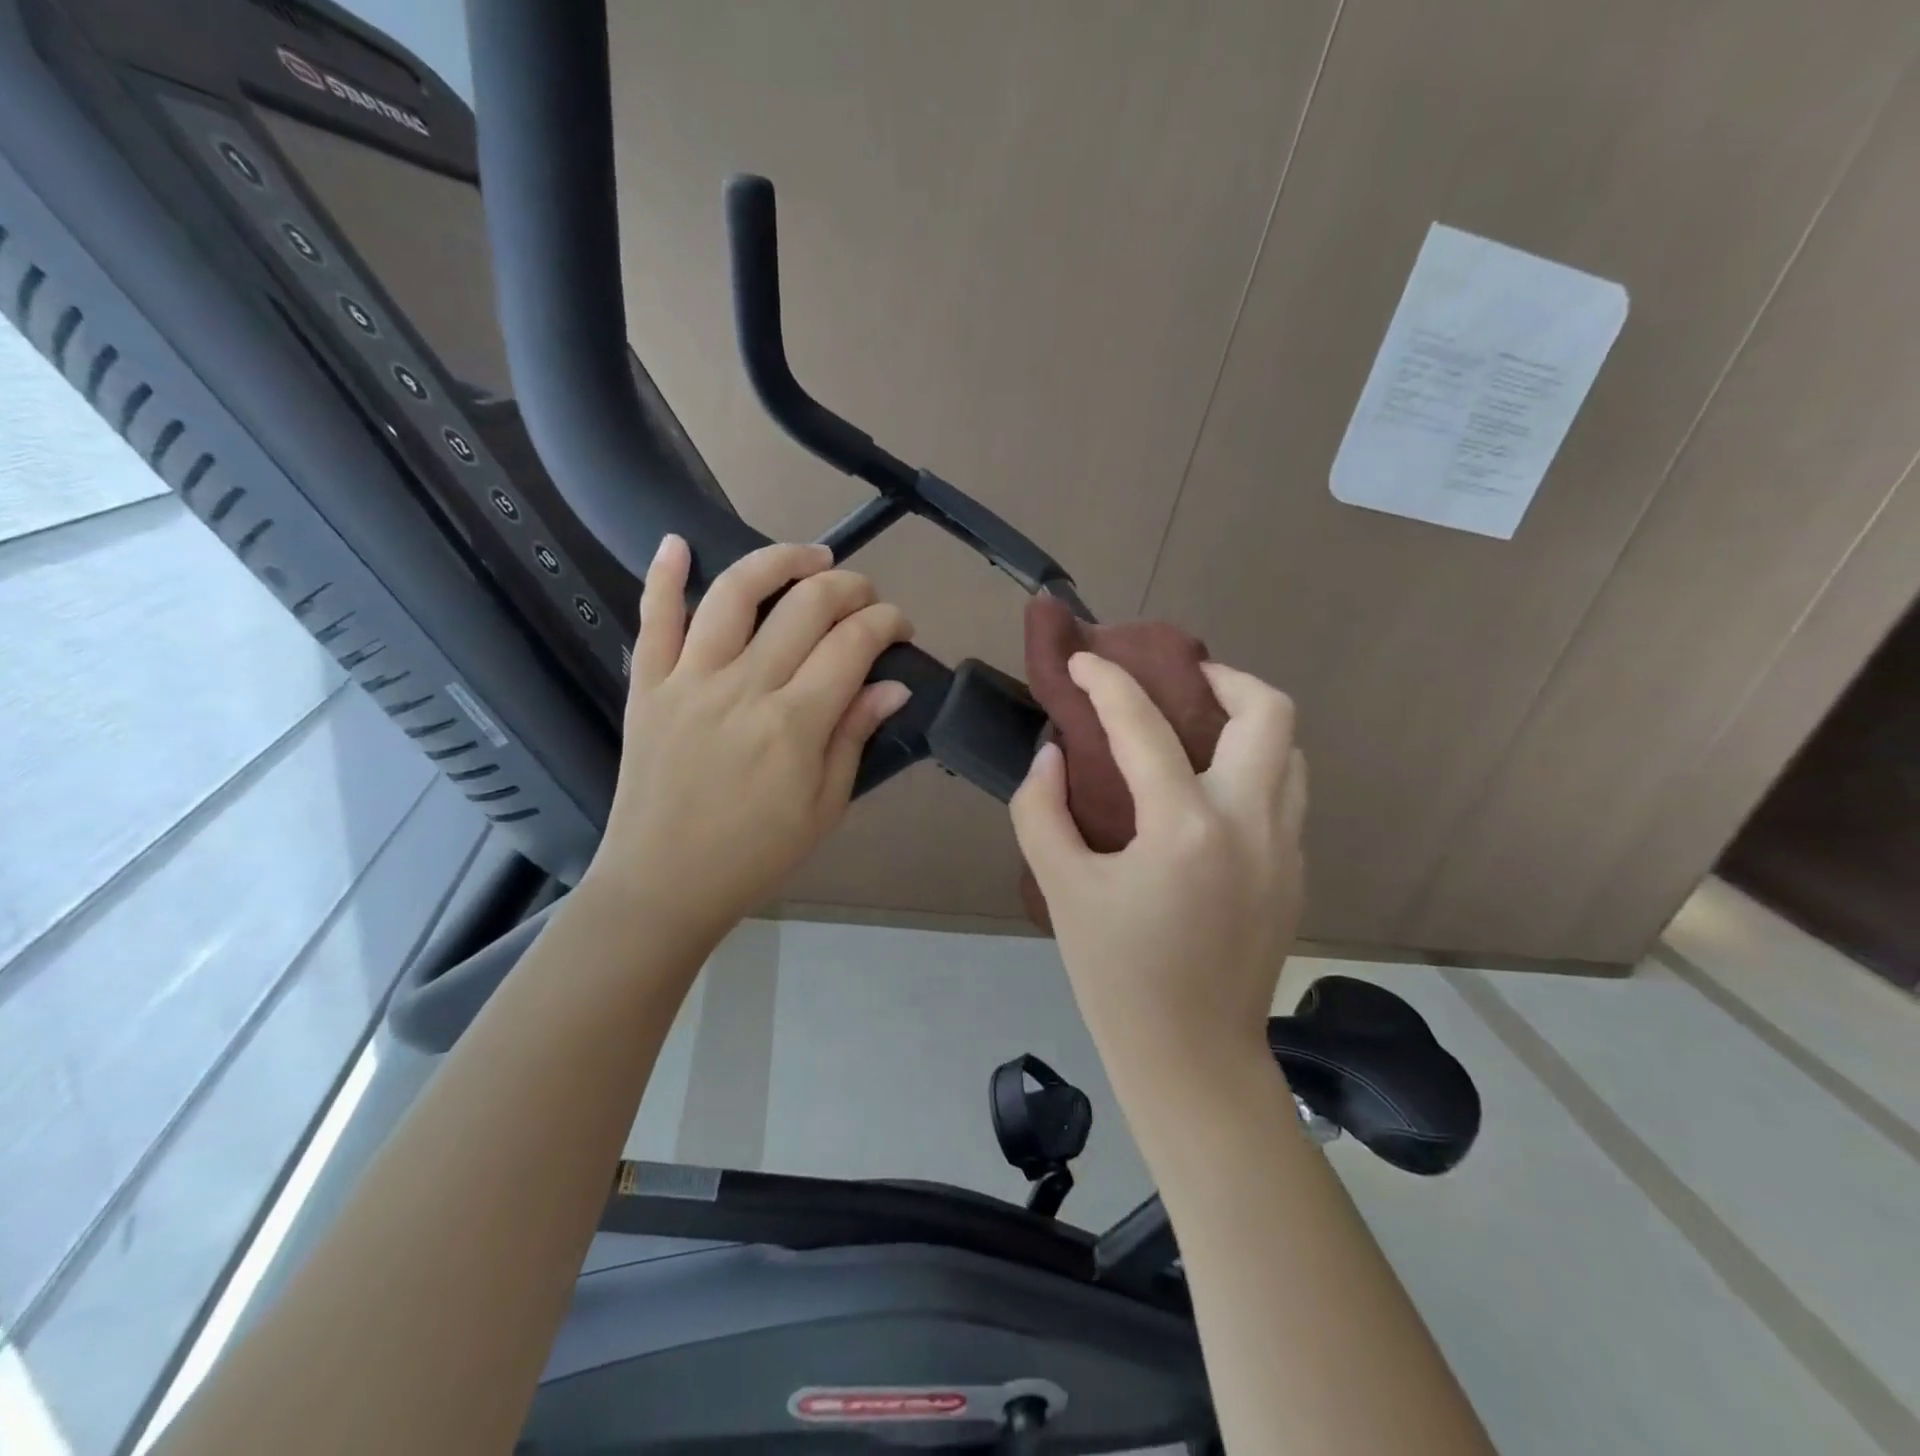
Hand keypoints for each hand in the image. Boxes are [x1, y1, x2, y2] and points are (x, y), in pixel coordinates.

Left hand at [582, 535, 913, 952]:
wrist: (663, 883)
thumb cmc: (755, 854)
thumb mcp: (824, 807)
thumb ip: (855, 737)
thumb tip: (893, 686)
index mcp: (795, 723)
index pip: (853, 644)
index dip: (886, 622)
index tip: (900, 627)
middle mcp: (745, 687)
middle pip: (806, 606)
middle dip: (848, 587)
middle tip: (865, 596)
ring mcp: (690, 680)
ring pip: (735, 593)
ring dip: (778, 561)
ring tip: (810, 557)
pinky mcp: (648, 685)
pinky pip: (654, 619)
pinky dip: (663, 575)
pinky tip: (679, 541)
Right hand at [1011, 653, 1306, 1090]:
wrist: (1192, 1055)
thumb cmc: (1116, 975)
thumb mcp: (1060, 888)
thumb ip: (1041, 810)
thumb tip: (1053, 754)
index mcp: (1185, 828)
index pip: (1145, 726)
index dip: (1107, 682)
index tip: (1083, 661)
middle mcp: (1251, 824)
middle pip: (1269, 713)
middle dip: (1223, 678)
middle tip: (1179, 683)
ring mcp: (1285, 848)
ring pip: (1290, 752)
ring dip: (1247, 723)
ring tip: (1199, 730)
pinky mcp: (1295, 873)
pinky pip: (1285, 794)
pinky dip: (1253, 769)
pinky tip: (1208, 794)